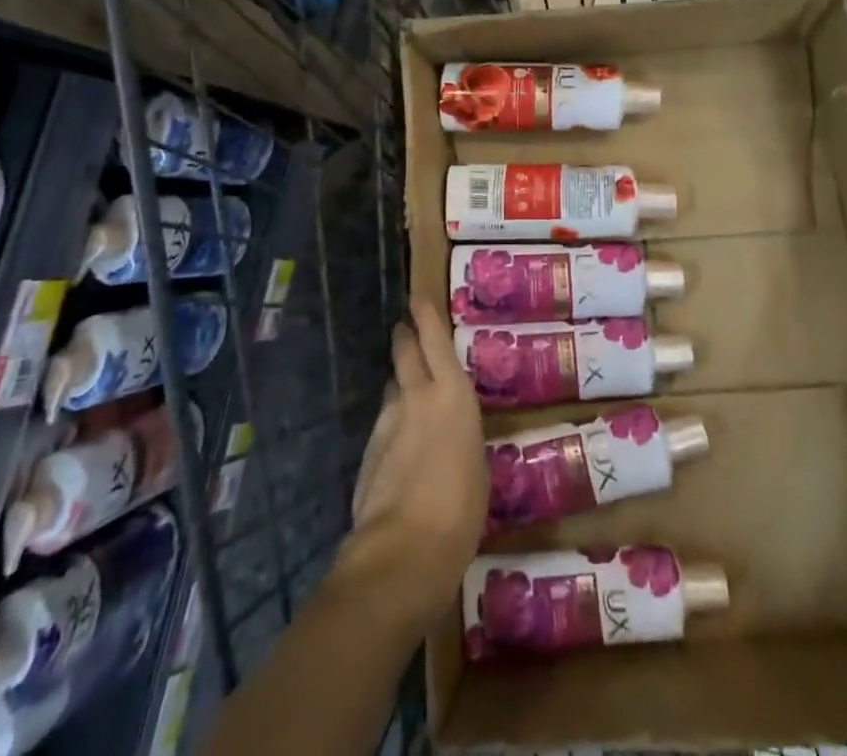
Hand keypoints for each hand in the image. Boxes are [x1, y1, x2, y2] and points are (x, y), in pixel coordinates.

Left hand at [330, 297, 486, 634]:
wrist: (404, 549)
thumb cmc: (461, 508)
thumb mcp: (478, 467)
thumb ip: (462, 437)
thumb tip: (451, 433)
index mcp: (453, 394)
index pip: (435, 339)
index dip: (425, 315)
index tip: (416, 296)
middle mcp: (417, 396)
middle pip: (404, 352)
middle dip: (404, 336)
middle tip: (403, 328)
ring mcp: (388, 422)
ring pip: (392, 388)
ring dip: (398, 383)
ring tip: (407, 389)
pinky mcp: (368, 451)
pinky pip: (383, 424)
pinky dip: (392, 423)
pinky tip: (400, 444)